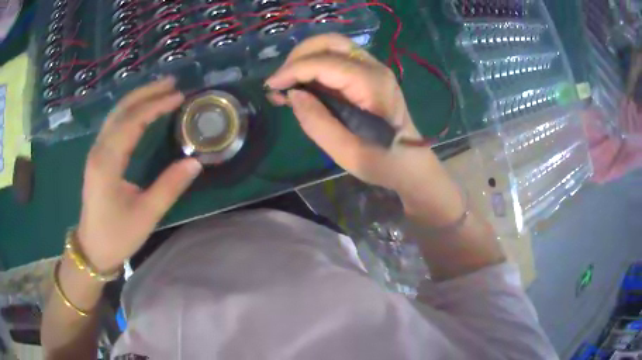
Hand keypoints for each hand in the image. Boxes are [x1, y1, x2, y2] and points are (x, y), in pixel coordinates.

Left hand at [77, 78, 201, 272]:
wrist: (92, 249)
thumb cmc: (117, 235)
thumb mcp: (146, 215)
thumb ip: (169, 187)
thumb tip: (195, 162)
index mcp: (108, 162)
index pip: (132, 121)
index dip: (156, 106)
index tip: (180, 97)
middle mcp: (99, 150)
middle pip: (121, 110)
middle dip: (146, 93)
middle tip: (172, 82)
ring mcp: (96, 152)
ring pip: (115, 115)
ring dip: (138, 98)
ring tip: (160, 89)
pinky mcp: (98, 157)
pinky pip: (113, 125)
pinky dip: (130, 111)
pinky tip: (142, 109)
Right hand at [266, 34, 463, 225]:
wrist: (411, 165)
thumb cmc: (383, 163)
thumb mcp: (347, 152)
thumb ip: (317, 123)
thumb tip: (293, 94)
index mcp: (372, 84)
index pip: (325, 63)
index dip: (293, 70)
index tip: (271, 86)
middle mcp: (374, 68)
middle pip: (330, 42)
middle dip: (298, 56)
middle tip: (280, 82)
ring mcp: (374, 68)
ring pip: (333, 46)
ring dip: (305, 58)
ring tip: (287, 83)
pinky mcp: (369, 75)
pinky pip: (337, 58)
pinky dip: (315, 65)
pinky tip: (303, 84)